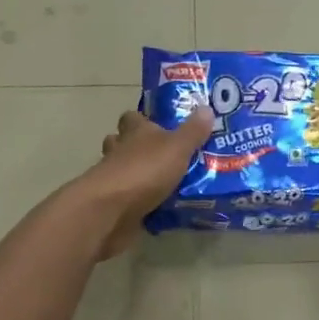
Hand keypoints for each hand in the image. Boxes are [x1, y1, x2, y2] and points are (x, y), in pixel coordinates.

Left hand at [82, 108, 214, 258]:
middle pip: (123, 143)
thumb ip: (192, 131)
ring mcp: (114, 179)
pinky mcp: (114, 205)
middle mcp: (120, 151)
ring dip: (139, 175)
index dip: (143, 119)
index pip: (133, 117)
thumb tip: (206, 108)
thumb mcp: (177, 147)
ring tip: (166, 182)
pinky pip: (129, 199)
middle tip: (166, 155)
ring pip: (124, 170)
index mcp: (135, 132)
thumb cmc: (145, 170)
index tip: (159, 123)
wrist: (111, 211)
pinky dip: (140, 202)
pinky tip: (160, 209)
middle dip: (139, 147)